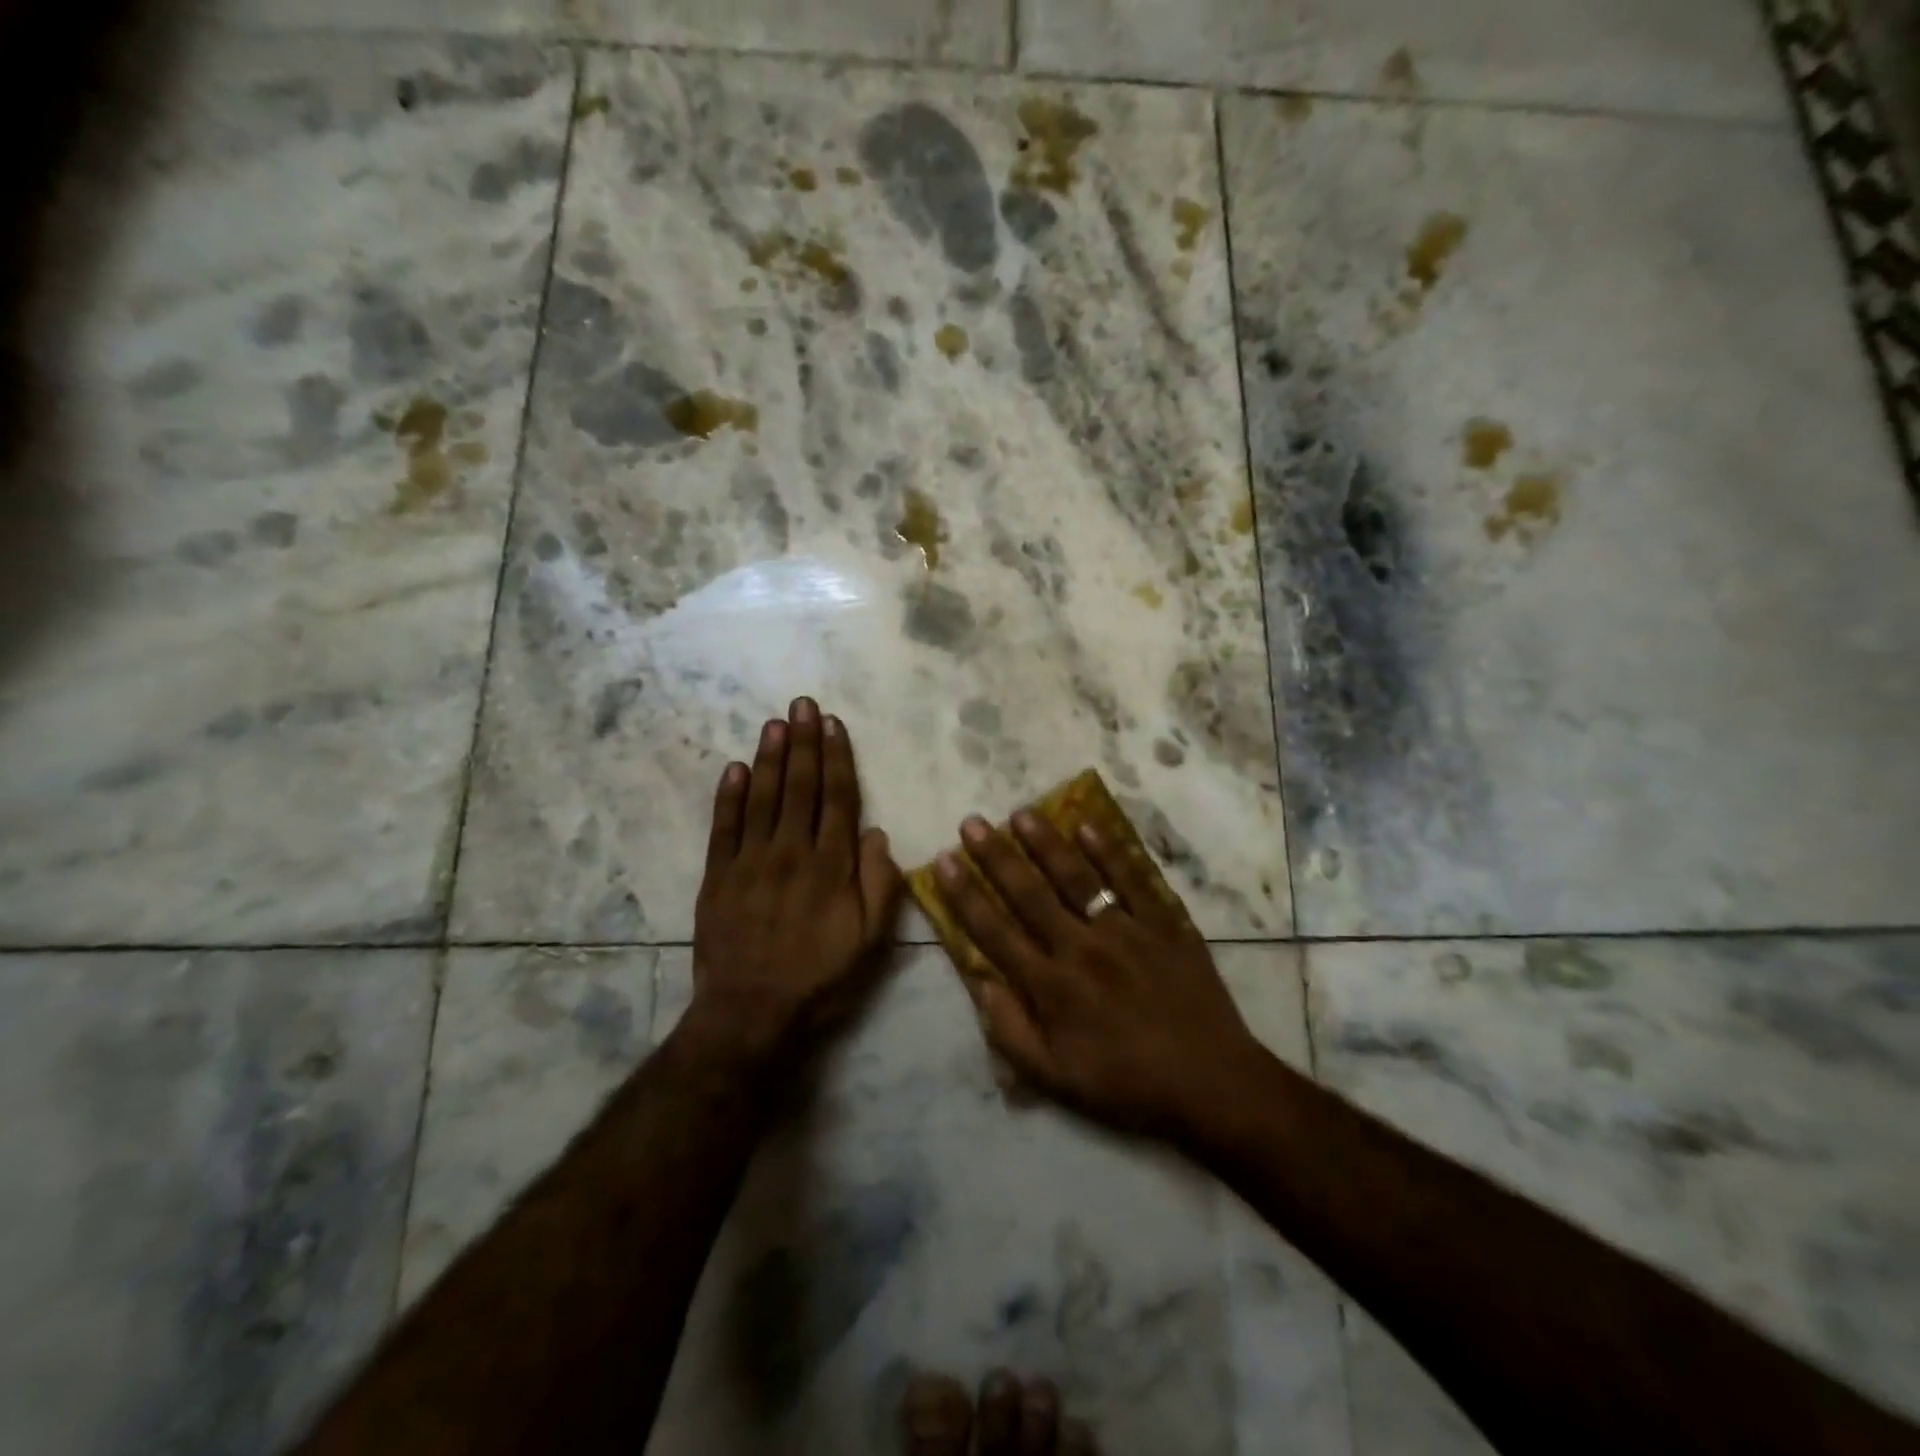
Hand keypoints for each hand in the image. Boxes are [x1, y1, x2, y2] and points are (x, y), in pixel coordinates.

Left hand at [684, 697, 901, 1072]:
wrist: (751, 1014)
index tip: (833, 724)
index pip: (838, 798)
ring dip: (769, 757)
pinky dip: (728, 795)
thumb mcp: (870, 942)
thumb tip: (877, 834)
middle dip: (802, 742)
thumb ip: (880, 885)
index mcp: (832, 866)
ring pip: (762, 797)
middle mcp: (792, 852)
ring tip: (774, 723)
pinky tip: (734, 767)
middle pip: (799, 786)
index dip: (837, 758)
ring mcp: (750, 861)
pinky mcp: (718, 876)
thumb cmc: (820, 980)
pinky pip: (723, 827)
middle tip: (801, 703)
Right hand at [936, 810, 1261, 1144]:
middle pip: (1029, 893)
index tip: (945, 861)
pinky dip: (1109, 851)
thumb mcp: (1057, 1080)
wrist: (1211, 1083)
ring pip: (1077, 877)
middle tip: (973, 822)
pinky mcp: (1163, 923)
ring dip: (1046, 843)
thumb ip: (1011, 1032)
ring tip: (1022, 813)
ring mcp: (1125, 931)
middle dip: (996, 856)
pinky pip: (1132, 879)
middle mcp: (1081, 948)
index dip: (966, 895)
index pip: (996, 931)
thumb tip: (979, 984)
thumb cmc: (1127, 1086)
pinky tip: (1088, 825)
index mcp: (1052, 987)